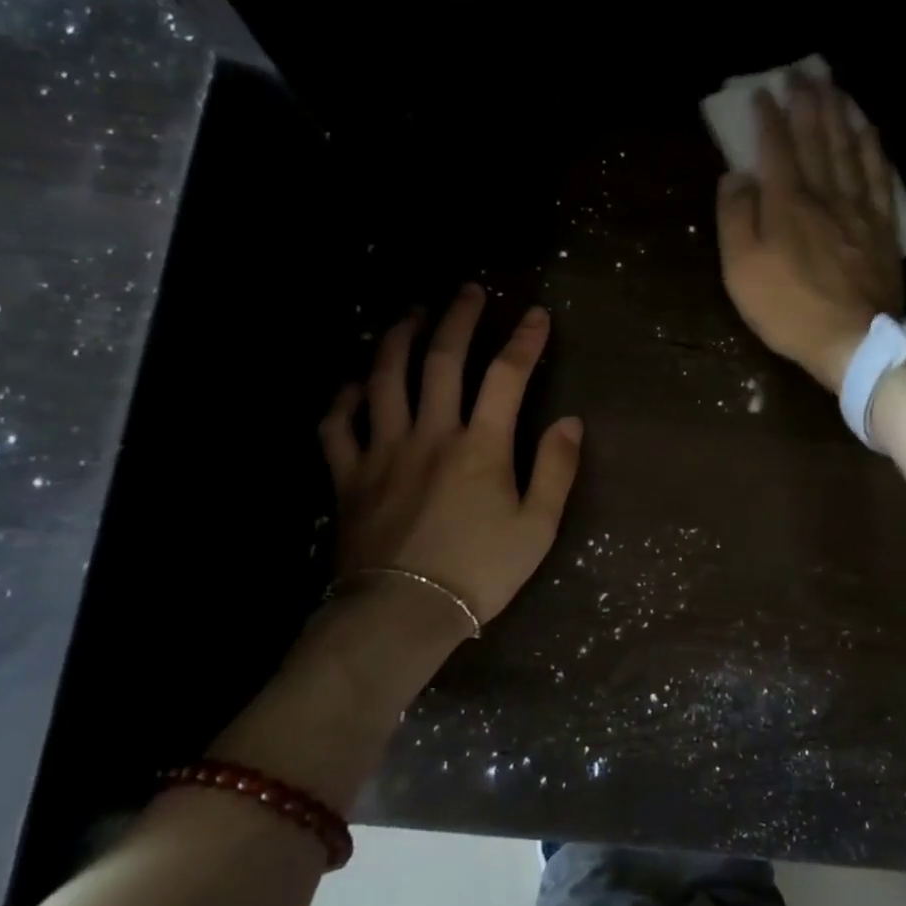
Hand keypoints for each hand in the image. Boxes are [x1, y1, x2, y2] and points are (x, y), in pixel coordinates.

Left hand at [318, 286, 582, 629]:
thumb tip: (569, 420)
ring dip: (398, 340)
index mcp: (481, 445)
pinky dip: (343, 400)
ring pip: (385, 378)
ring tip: (410, 316)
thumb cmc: (479, 572)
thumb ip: (556, 470)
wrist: (402, 615)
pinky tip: (354, 385)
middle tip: (466, 291)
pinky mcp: (348, 475)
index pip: (507, 375)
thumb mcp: (537, 528)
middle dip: (458, 318)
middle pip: (442, 359)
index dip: (524, 339)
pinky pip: (337, 427)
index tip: (536, 313)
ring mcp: (383, 450)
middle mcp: (431, 433)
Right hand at [715, 73, 904, 391]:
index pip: (776, 149)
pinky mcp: (882, 227)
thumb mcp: (741, 269)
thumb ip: (736, 218)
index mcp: (787, 203)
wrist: (852, 340)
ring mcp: (858, 209)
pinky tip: (868, 130)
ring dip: (840, 114)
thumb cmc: (787, 308)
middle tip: (803, 72)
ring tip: (835, 87)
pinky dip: (872, 147)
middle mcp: (825, 195)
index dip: (769, 118)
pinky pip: (879, 176)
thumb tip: (737, 176)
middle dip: (808, 103)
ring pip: (850, 149)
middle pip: (817, 139)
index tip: (763, 92)